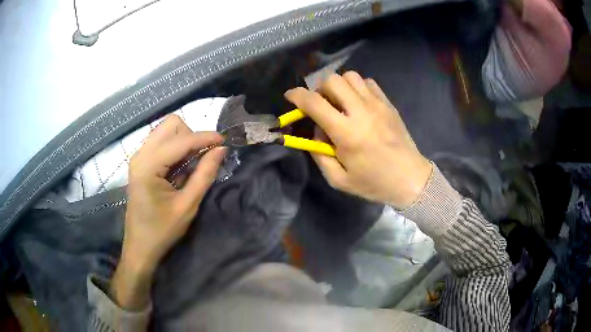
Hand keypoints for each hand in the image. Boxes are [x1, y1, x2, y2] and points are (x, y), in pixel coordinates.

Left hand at [112, 115, 225, 309]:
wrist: (140, 247)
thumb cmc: (162, 231)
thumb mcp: (187, 205)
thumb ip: (204, 175)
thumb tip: (221, 149)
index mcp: (148, 165)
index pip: (181, 140)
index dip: (204, 138)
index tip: (225, 141)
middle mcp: (140, 154)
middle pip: (170, 125)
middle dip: (191, 135)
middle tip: (203, 156)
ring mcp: (139, 157)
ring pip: (166, 131)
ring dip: (184, 141)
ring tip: (194, 163)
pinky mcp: (141, 163)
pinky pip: (162, 143)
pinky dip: (176, 149)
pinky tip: (182, 168)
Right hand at [285, 71, 431, 209]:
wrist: (410, 179)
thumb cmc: (374, 183)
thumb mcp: (339, 179)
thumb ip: (319, 154)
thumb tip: (315, 131)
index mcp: (346, 133)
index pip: (314, 102)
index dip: (297, 96)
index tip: (290, 97)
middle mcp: (361, 112)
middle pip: (332, 80)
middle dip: (320, 89)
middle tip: (322, 104)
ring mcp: (377, 104)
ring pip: (351, 76)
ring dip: (339, 86)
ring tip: (341, 102)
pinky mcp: (388, 104)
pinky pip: (368, 82)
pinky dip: (358, 87)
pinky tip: (359, 103)